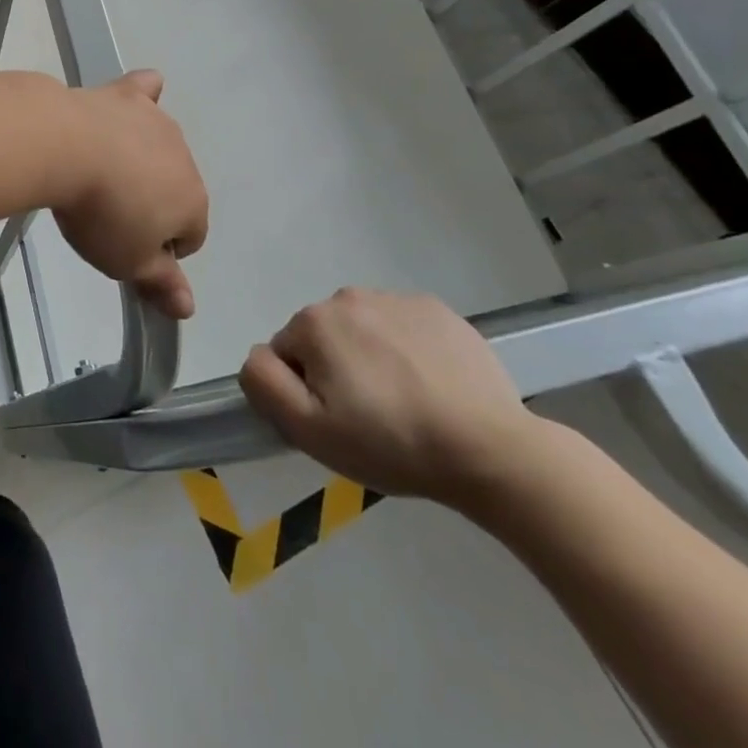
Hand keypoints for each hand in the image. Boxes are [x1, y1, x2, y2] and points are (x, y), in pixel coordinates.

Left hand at [53, 70, 207, 319]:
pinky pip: (146, 90)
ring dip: (140, 160)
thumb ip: (161, 283)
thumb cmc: (101, 214)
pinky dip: (142, 97)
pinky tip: (131, 102)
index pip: (191, 236)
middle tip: (106, 214)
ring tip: (99, 172)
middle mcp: (185, 158)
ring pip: (159, 147)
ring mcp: (157, 121)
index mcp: (193, 201)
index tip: (126, 248)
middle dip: (150, 203)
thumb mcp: (127, 262)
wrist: (66, 148)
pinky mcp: (127, 95)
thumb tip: (189, 309)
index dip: (160, 249)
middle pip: (174, 189)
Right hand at [239, 289, 538, 504]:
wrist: (491, 450)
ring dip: (370, 358)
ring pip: (363, 331)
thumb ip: (264, 383)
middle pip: (324, 338)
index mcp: (314, 322)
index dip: (305, 391)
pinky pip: (402, 327)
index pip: (287, 354)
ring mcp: (397, 298)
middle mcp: (348, 297)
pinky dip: (407, 351)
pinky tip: (431, 387)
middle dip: (336, 370)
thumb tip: (256, 356)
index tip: (338, 421)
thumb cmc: (391, 443)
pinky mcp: (438, 310)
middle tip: (370, 417)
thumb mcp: (309, 430)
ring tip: (405, 404)